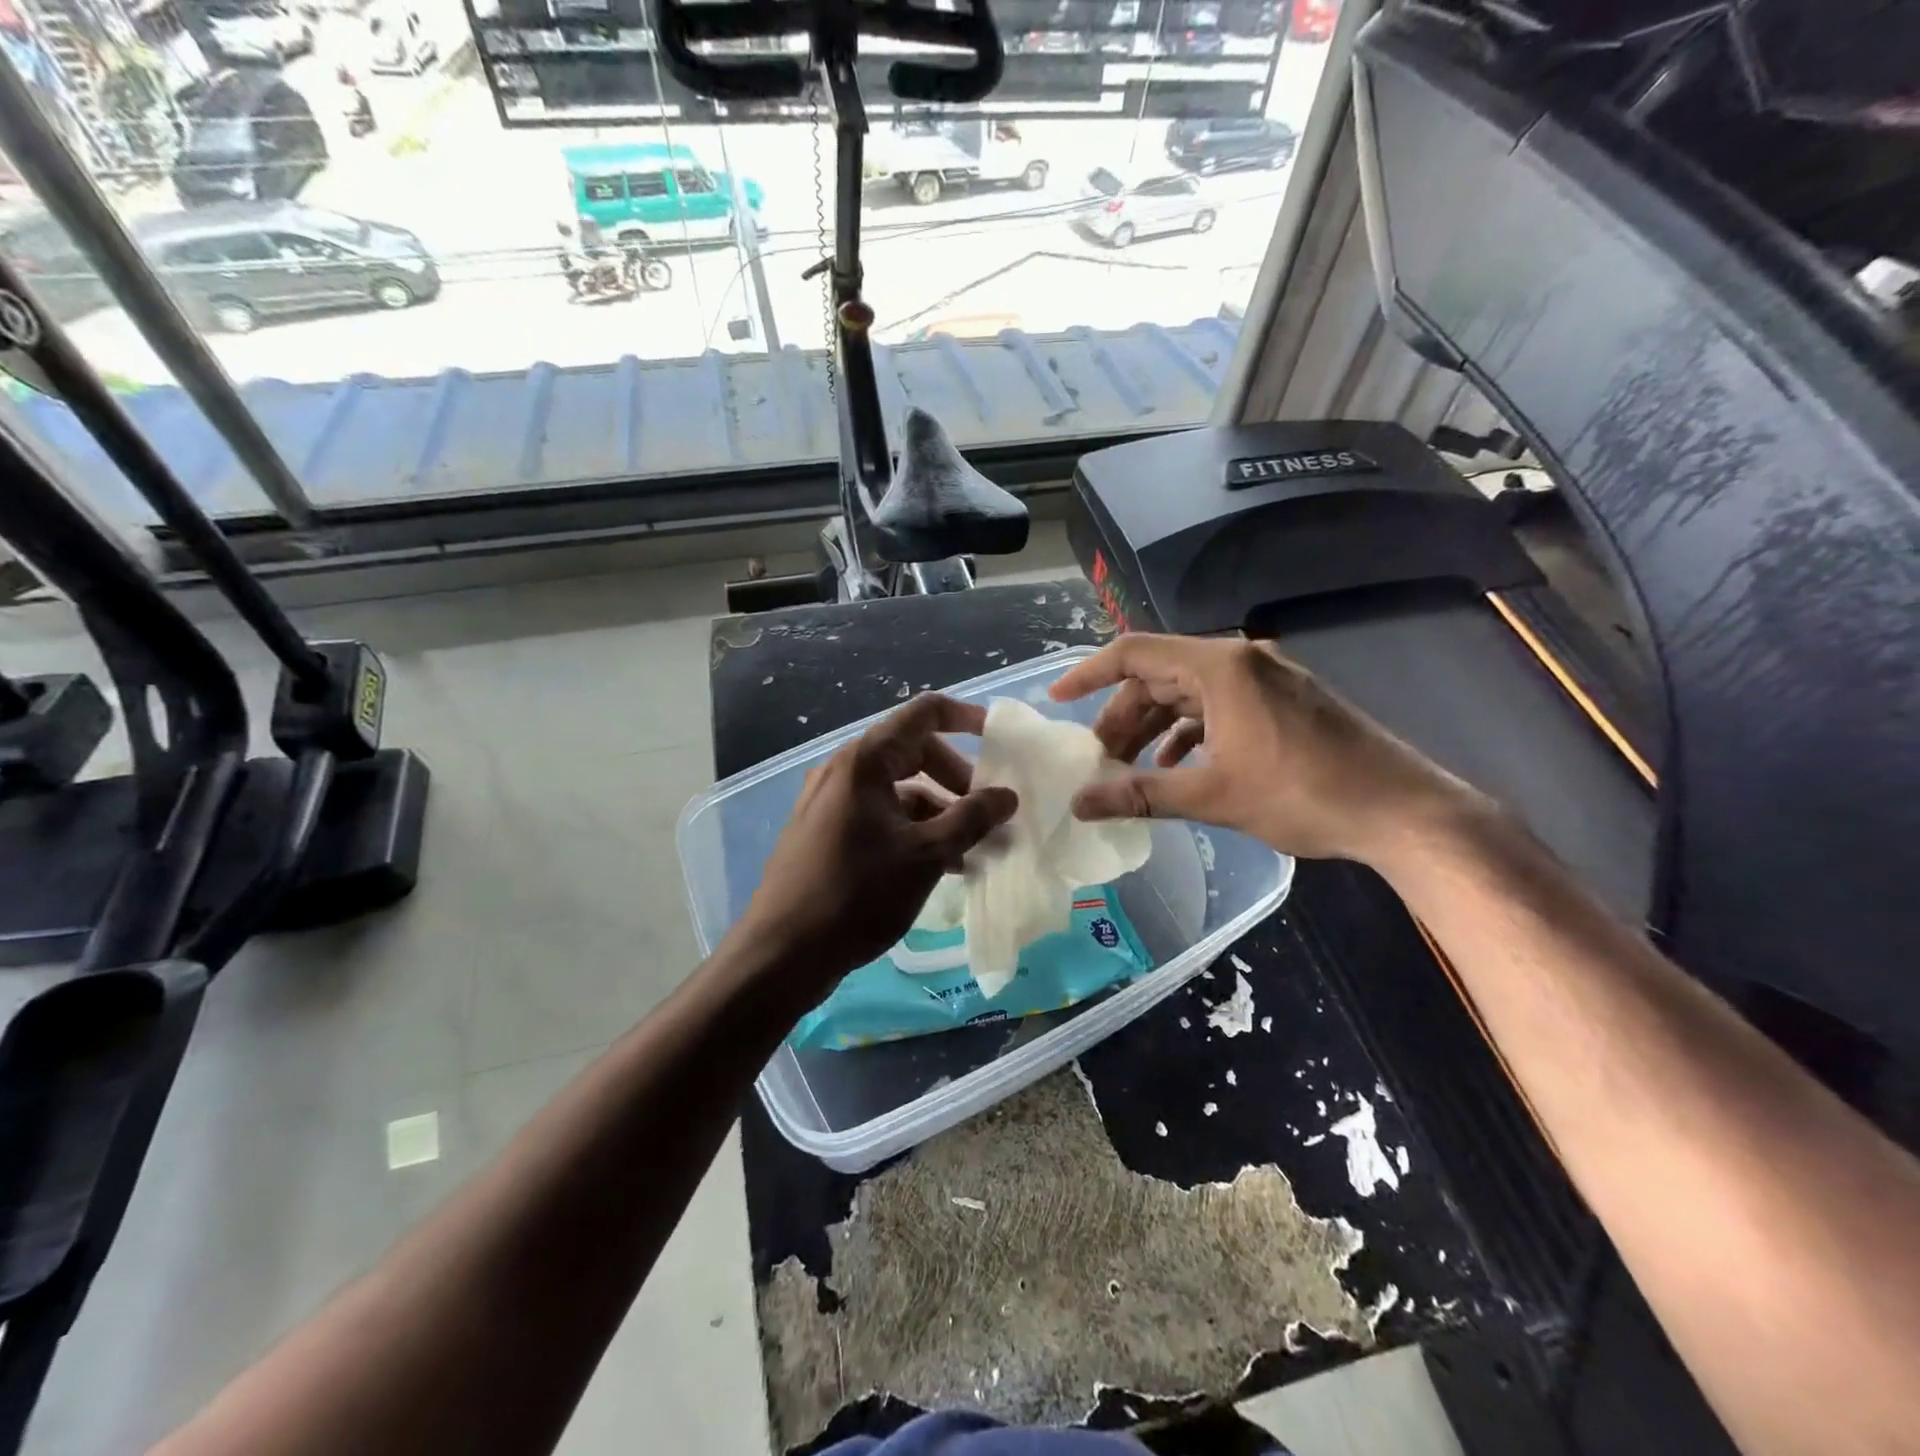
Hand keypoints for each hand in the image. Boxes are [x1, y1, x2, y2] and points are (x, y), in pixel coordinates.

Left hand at [731, 693, 1016, 997]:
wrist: (783, 953)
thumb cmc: (858, 894)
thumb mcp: (926, 855)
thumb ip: (972, 819)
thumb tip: (1007, 795)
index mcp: (865, 761)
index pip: (923, 714)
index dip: (965, 718)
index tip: (998, 739)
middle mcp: (844, 771)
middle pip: (913, 753)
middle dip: (956, 779)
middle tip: (987, 813)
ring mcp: (831, 802)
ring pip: (898, 791)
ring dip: (939, 813)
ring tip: (972, 851)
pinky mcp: (826, 833)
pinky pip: (880, 816)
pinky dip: (913, 831)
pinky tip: (940, 868)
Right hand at [1049, 634, 1476, 864]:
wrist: (1402, 811)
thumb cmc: (1304, 795)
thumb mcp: (1213, 796)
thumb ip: (1141, 794)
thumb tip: (1080, 804)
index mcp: (1220, 666)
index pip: (1134, 653)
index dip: (1089, 674)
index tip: (1057, 698)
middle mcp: (1240, 658)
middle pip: (1159, 675)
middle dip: (1121, 716)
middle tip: (1098, 761)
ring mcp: (1266, 677)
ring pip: (1187, 693)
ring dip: (1153, 727)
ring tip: (1128, 769)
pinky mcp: (1282, 700)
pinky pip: (1218, 705)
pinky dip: (1189, 732)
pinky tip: (1176, 767)